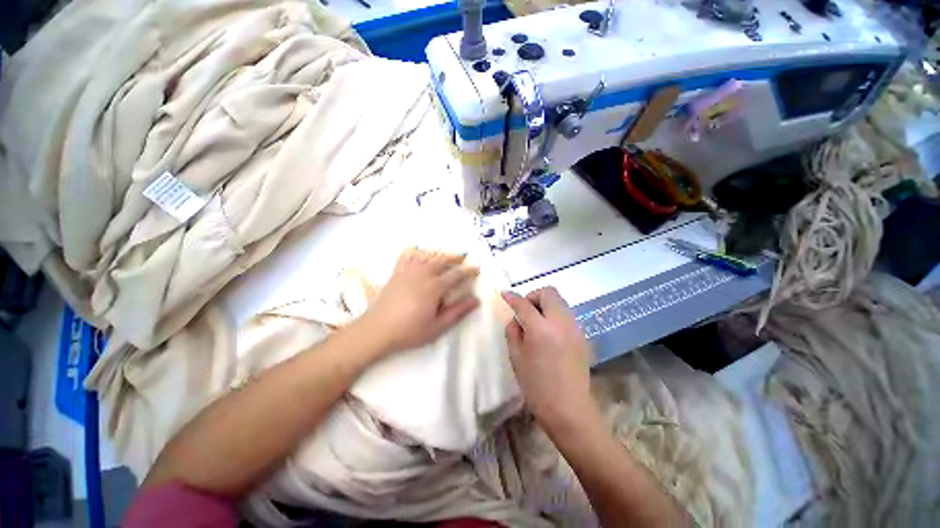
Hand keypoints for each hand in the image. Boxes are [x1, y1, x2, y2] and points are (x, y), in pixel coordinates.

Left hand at [358, 248, 480, 354]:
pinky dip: (415, 251)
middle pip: (442, 259)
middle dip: (455, 256)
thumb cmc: (410, 331)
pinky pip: (407, 256)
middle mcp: (423, 274)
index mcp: (435, 287)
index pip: (456, 274)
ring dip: (439, 252)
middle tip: (464, 256)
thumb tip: (476, 300)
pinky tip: (419, 252)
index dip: (468, 270)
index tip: (477, 268)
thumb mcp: (438, 326)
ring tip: (446, 254)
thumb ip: (458, 312)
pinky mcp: (397, 273)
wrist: (377, 329)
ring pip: (427, 255)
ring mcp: (408, 271)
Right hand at [502, 288, 595, 431]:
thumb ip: (513, 331)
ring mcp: (575, 328)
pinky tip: (549, 332)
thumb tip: (516, 318)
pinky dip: (554, 315)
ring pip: (559, 301)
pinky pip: (566, 314)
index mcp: (541, 329)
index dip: (512, 297)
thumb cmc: (537, 386)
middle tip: (525, 311)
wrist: (569, 409)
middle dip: (533, 296)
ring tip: (536, 322)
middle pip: (549, 293)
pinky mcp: (582, 335)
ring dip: (545, 304)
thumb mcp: (516, 357)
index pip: (524, 304)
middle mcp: (561, 323)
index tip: (505, 294)